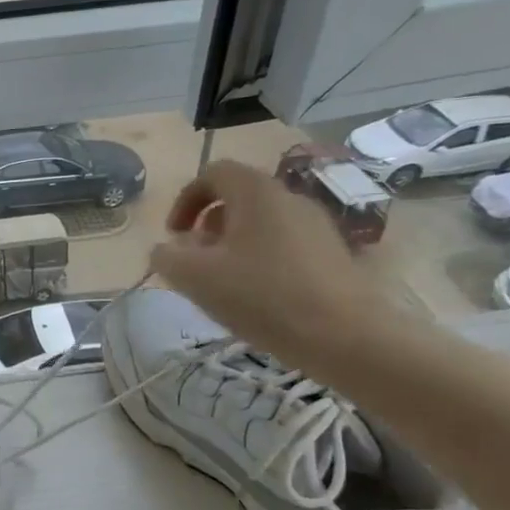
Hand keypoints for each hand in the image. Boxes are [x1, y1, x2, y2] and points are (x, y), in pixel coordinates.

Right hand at [149, 160, 408, 369]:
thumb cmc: (261, 297)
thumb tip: (165, 249)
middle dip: (208, 226)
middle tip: (196, 261)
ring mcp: (317, 225)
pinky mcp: (333, 253)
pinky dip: (261, 259)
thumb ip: (167, 257)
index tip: (174, 235)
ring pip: (262, 222)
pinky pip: (284, 244)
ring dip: (233, 244)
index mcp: (256, 192)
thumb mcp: (194, 278)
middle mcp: (289, 198)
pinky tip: (257, 296)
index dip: (185, 200)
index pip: (213, 173)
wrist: (345, 336)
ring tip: (223, 283)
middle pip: (239, 198)